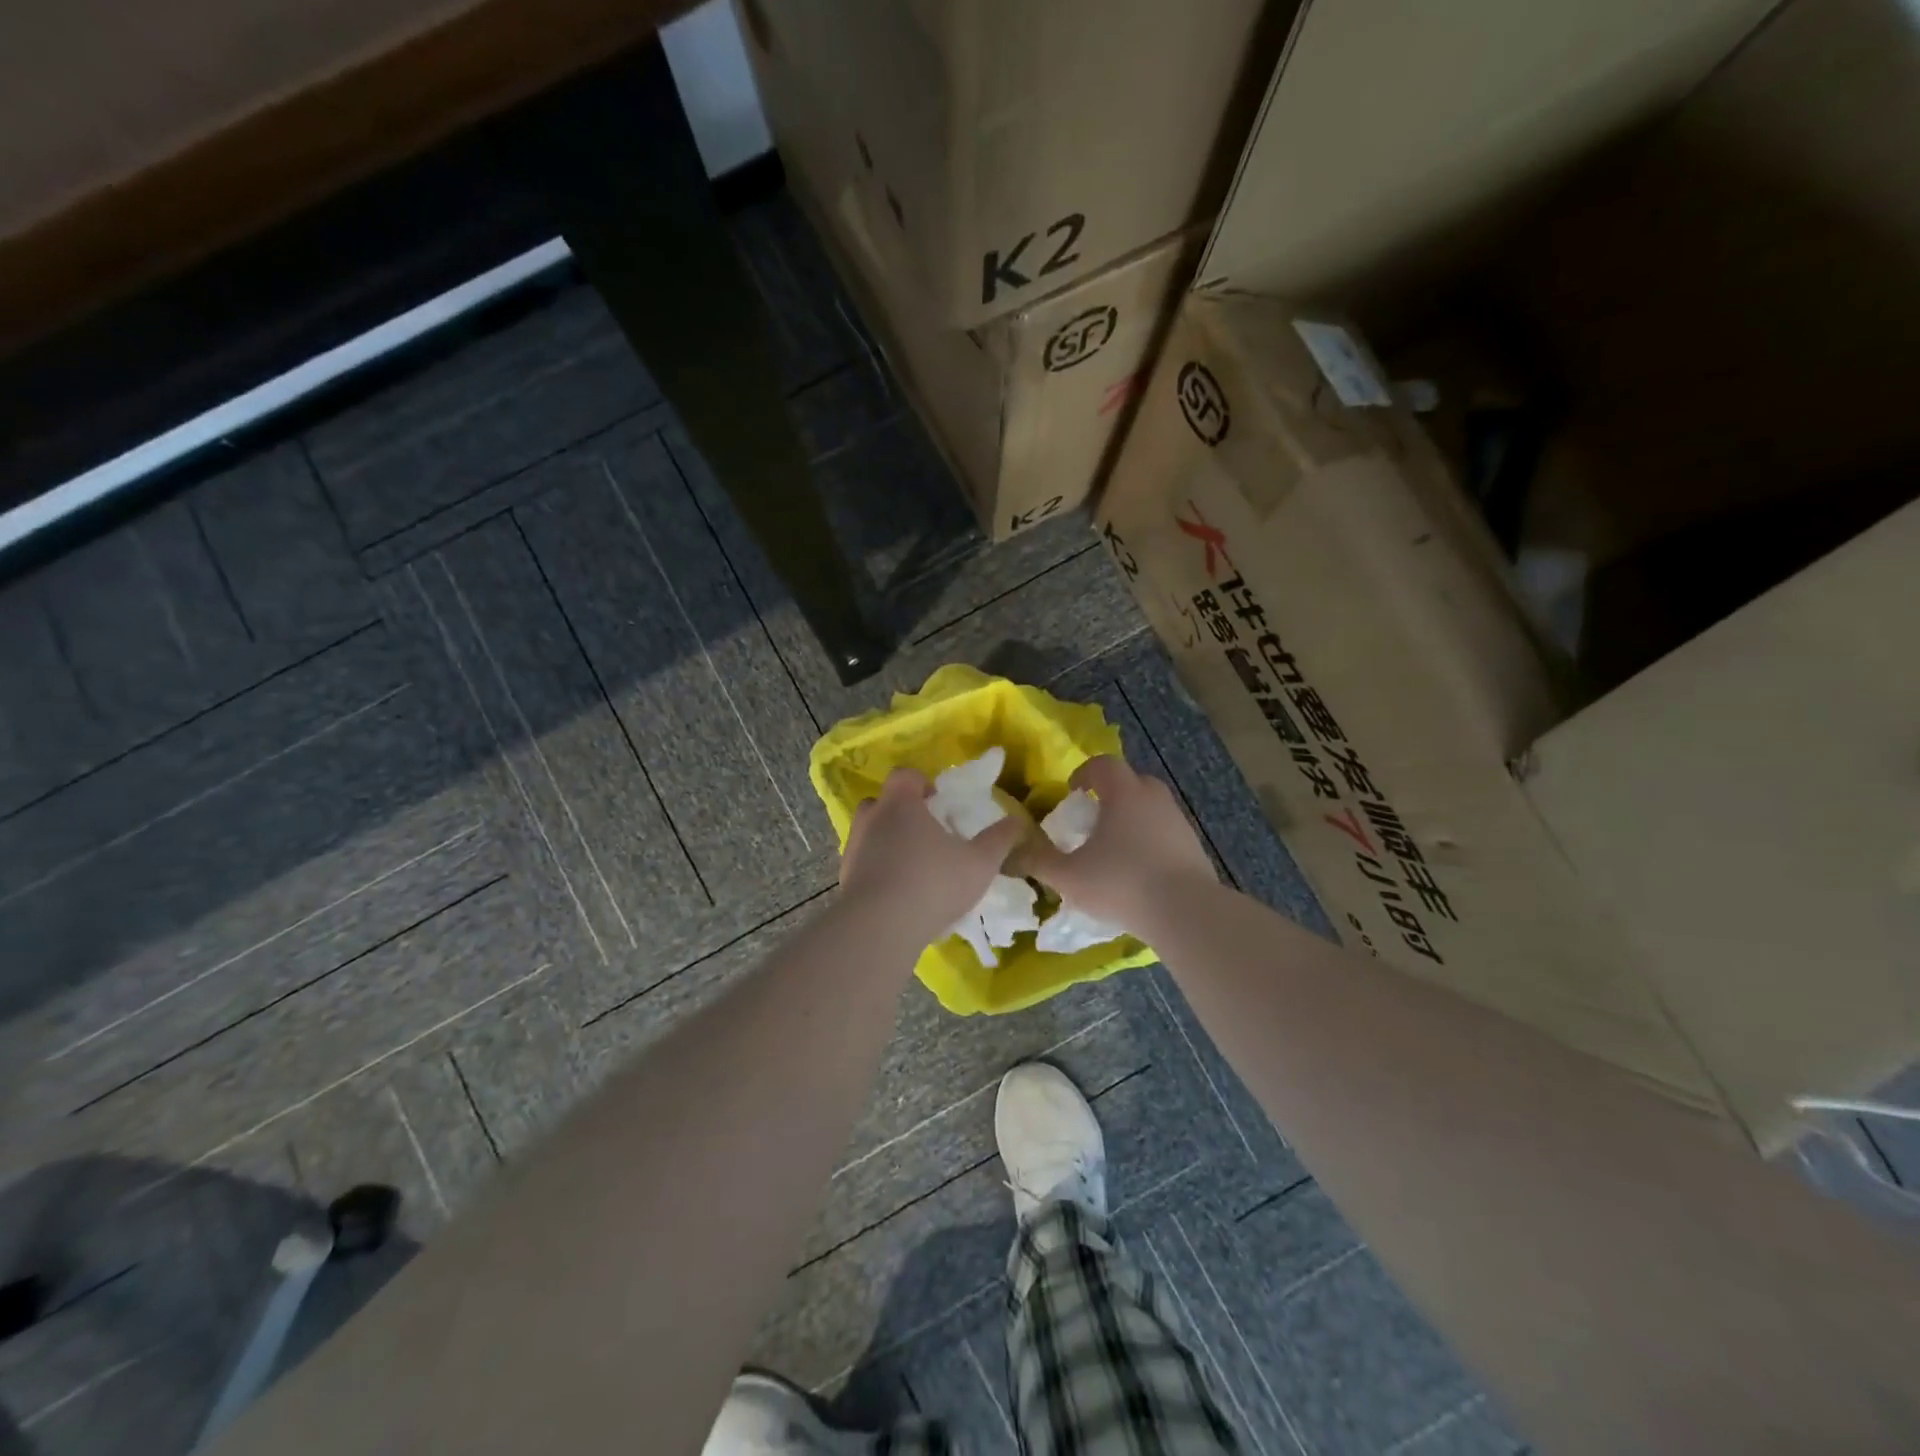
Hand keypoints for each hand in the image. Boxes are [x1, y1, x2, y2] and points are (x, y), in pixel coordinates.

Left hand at [840, 767, 1024, 939]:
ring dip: (888, 842)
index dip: (921, 783)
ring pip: (870, 834)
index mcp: (900, 804)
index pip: (904, 775)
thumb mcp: (979, 863)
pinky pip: (863, 864)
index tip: (938, 802)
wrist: (879, 928)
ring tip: (913, 867)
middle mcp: (871, 819)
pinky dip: (877, 870)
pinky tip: (898, 894)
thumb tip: (1017, 821)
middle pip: (882, 802)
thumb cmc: (933, 883)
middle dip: (902, 812)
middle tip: (927, 834)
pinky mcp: (844, 879)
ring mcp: (853, 849)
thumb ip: (999, 839)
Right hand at [1018, 755, 1217, 937]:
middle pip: (1132, 781)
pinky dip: (1150, 840)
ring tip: (1114, 847)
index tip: (1072, 792)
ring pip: (1151, 807)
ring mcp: (1178, 822)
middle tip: (1093, 819)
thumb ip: (1037, 862)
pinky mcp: (1194, 847)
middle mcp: (1154, 799)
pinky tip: (1139, 869)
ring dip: (1132, 818)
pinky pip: (1166, 832)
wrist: (1186, 912)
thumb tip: (1010, 854)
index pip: (1104, 765)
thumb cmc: (1121, 883)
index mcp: (1124, 793)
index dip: (1084, 773)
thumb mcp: (1068, 876)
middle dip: (1111, 794)